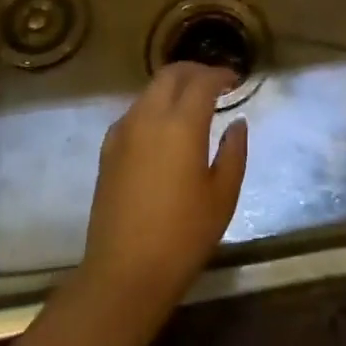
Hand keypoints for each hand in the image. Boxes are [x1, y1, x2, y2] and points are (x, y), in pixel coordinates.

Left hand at [79, 63, 247, 321]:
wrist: (124, 273)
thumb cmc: (182, 236)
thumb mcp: (222, 196)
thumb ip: (234, 152)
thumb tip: (236, 123)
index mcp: (181, 124)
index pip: (202, 81)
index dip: (220, 74)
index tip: (235, 80)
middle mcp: (149, 117)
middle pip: (171, 75)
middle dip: (194, 71)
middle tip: (214, 83)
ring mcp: (123, 131)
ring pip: (150, 91)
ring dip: (172, 87)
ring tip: (191, 104)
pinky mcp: (108, 149)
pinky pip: (134, 112)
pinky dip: (153, 107)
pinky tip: (163, 129)